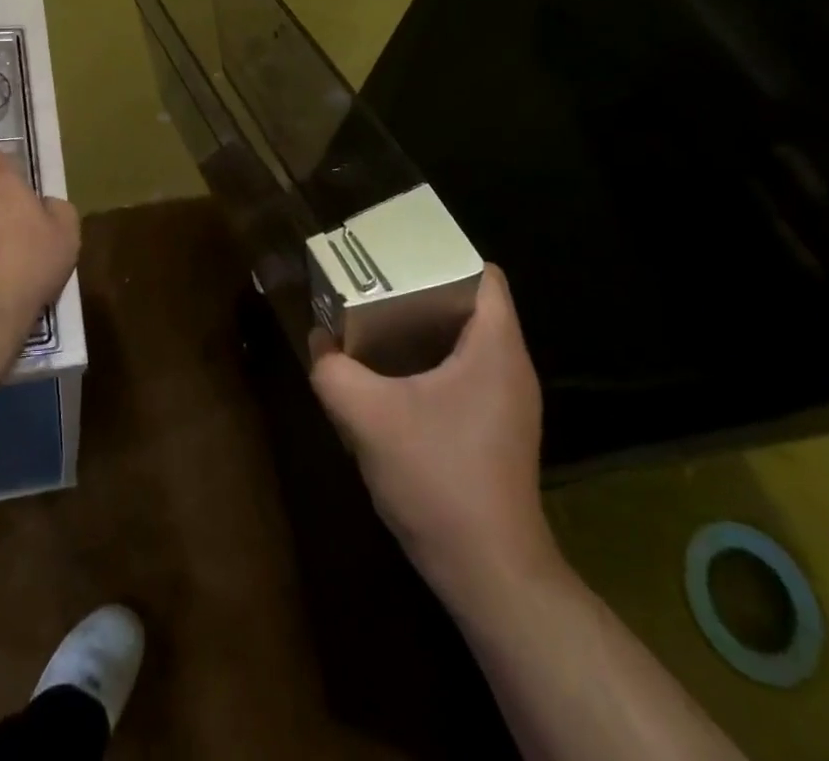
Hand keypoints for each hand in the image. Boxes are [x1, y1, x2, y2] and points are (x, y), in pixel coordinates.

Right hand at [309, 265, 562, 613]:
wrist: (487, 573)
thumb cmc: (437, 478)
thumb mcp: (366, 416)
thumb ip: (332, 370)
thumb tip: (319, 340)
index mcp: (495, 347)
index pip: (484, 274)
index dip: (442, 255)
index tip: (397, 255)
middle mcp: (510, 366)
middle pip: (470, 302)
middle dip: (421, 288)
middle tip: (373, 283)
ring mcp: (508, 401)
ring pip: (465, 339)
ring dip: (422, 327)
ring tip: (374, 322)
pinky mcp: (496, 428)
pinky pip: (464, 371)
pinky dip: (429, 361)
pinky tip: (390, 378)